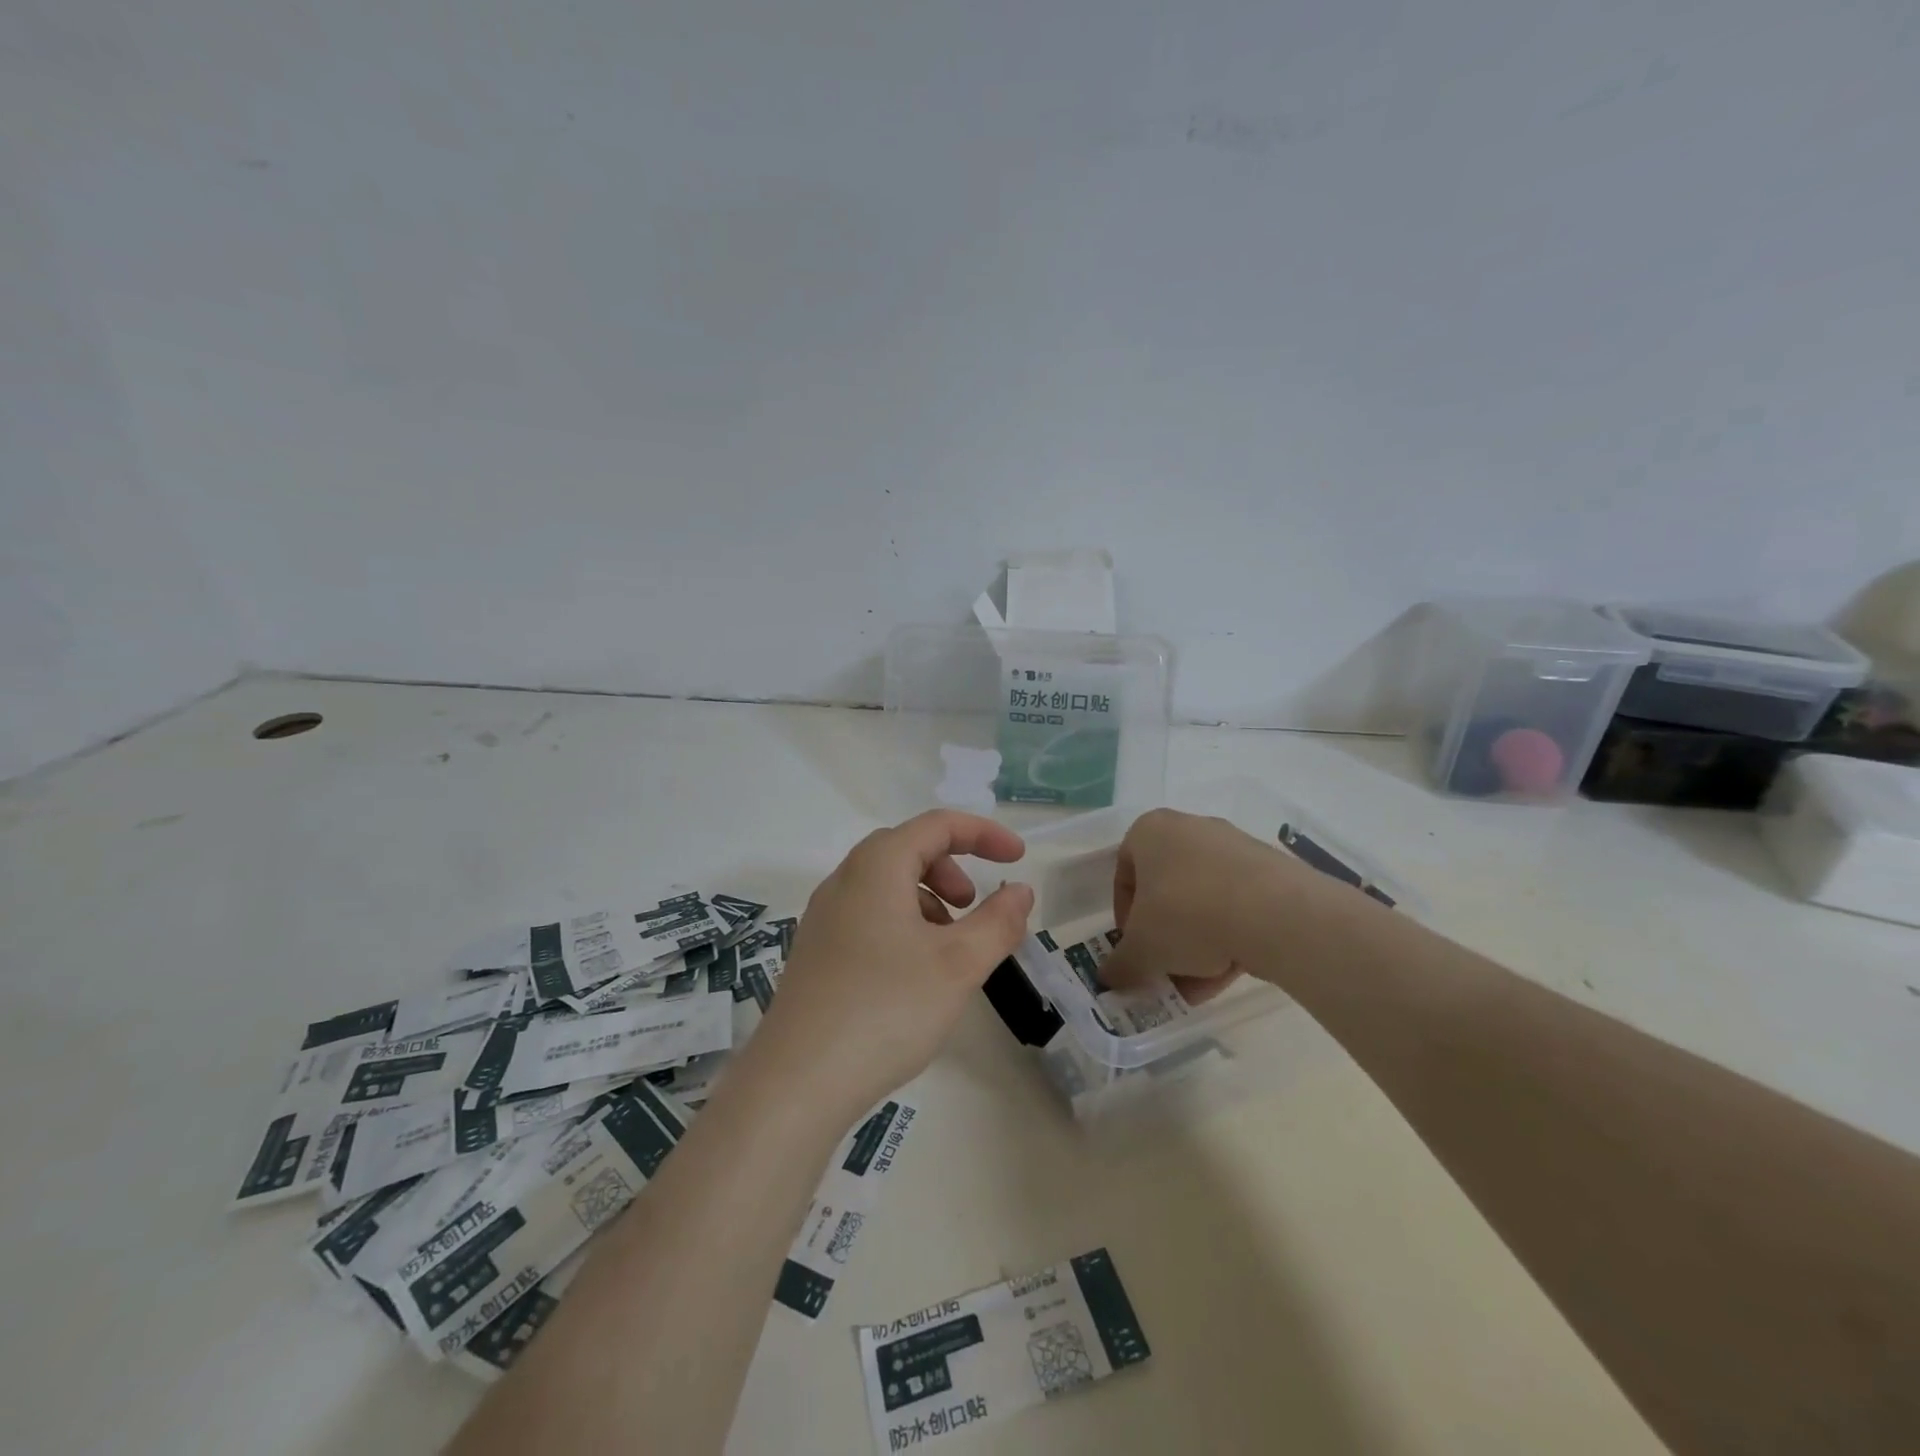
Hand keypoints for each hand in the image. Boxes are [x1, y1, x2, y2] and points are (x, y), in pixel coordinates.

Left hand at [748, 811, 1034, 1121]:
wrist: (797, 1082)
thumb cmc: (887, 1009)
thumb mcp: (958, 964)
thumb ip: (998, 922)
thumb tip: (1021, 891)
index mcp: (876, 866)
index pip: (937, 825)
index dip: (984, 834)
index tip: (1019, 859)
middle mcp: (844, 880)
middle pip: (907, 849)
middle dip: (952, 868)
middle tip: (975, 906)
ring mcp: (824, 917)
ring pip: (886, 885)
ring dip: (928, 899)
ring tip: (948, 948)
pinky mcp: (817, 953)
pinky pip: (868, 915)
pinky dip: (903, 924)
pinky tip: (914, 974)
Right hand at [1098, 808, 1303, 1003]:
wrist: (1275, 913)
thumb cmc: (1186, 914)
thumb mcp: (1141, 949)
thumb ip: (1121, 965)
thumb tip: (1110, 979)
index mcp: (1150, 831)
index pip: (1124, 874)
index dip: (1124, 917)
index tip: (1134, 948)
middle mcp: (1190, 828)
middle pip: (1166, 890)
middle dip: (1163, 936)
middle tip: (1164, 969)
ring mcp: (1234, 847)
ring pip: (1203, 901)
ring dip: (1195, 945)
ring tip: (1198, 985)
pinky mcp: (1270, 871)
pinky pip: (1237, 905)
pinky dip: (1228, 937)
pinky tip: (1227, 974)